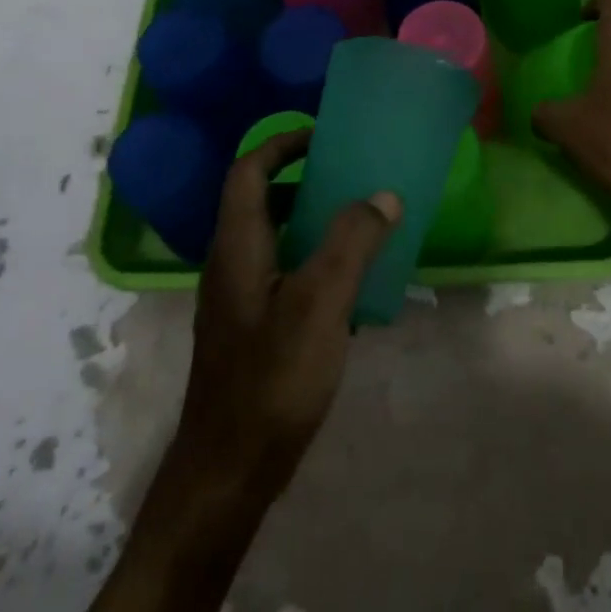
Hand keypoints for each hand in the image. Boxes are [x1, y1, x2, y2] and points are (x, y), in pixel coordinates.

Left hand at [166, 130, 399, 504]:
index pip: (249, 171)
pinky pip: (284, 273)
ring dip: (312, 220)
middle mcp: (231, 265)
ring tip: (360, 221)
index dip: (282, 144)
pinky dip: (314, 260)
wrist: (228, 475)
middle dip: (304, 178)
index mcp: (238, 247)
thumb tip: (383, 194)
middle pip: (261, 201)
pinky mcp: (252, 330)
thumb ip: (352, 243)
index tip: (324, 136)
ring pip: (274, 238)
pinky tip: (351, 285)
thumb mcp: (320, 304)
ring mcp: (239, 301)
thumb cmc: (271, 380)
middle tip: (351, 175)